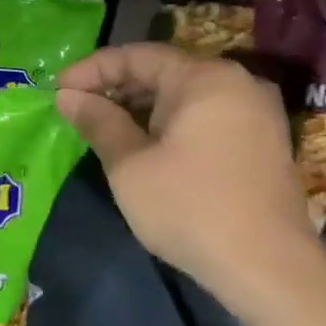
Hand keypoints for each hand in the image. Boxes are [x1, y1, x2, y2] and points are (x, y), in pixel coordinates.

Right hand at [56, 43, 324, 297]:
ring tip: (102, 128)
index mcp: (205, 79)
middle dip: (115, 87)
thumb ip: (97, 121)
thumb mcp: (129, 163)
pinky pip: (204, 117)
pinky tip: (142, 145)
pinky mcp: (261, 143)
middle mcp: (237, 84)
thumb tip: (67, 96)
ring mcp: (256, 114)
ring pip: (183, 96)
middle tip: (76, 108)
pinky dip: (168, 123)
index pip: (137, 56)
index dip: (91, 70)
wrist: (268, 269)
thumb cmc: (189, 207)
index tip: (58, 90)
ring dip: (140, 107)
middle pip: (163, 71)